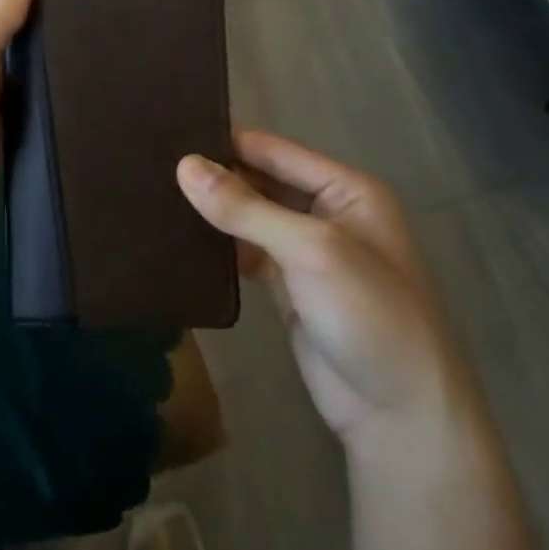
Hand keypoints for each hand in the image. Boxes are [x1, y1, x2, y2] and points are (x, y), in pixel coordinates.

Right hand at [176, 131, 467, 448]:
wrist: (399, 416)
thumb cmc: (369, 315)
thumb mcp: (311, 250)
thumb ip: (246, 208)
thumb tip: (184, 166)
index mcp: (346, 190)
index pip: (274, 150)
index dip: (226, 141)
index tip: (168, 133)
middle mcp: (326, 213)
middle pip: (260, 181)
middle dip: (214, 176)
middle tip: (148, 166)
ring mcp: (306, 253)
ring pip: (249, 218)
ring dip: (212, 211)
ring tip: (152, 195)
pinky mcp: (287, 289)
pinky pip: (246, 254)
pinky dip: (218, 248)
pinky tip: (177, 240)